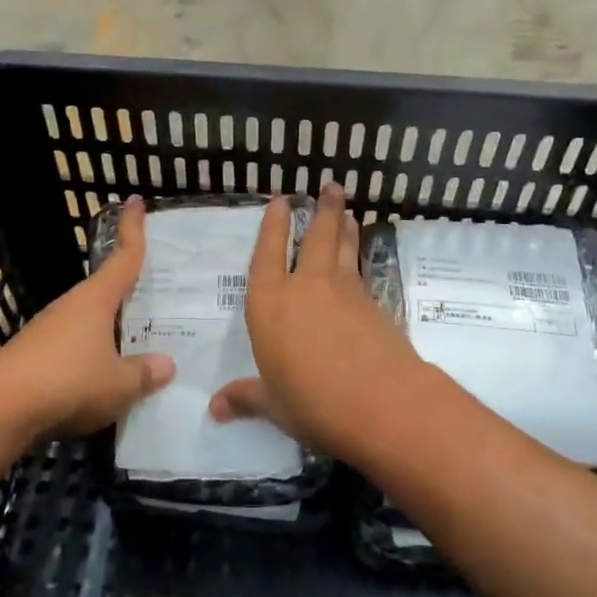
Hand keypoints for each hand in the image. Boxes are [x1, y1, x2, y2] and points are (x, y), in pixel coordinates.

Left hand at [0, 195, 173, 439]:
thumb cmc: (67, 382)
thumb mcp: (118, 383)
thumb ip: (144, 373)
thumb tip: (166, 365)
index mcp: (96, 299)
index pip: (123, 256)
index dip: (133, 228)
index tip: (136, 200)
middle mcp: (72, 306)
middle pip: (106, 288)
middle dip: (128, 286)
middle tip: (156, 288)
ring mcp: (49, 330)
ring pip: (89, 319)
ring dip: (110, 325)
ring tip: (137, 340)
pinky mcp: (34, 355)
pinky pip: (74, 345)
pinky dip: (92, 352)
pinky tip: (103, 374)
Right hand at [208, 183, 423, 459]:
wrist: (382, 402)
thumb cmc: (312, 402)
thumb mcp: (273, 405)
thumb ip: (246, 398)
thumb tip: (214, 409)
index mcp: (270, 303)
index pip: (268, 254)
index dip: (273, 226)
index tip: (282, 200)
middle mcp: (306, 287)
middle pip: (316, 237)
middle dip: (322, 210)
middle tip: (331, 186)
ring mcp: (345, 292)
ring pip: (344, 248)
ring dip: (345, 227)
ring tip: (347, 212)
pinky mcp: (374, 305)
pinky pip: (362, 273)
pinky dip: (359, 260)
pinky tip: (359, 264)